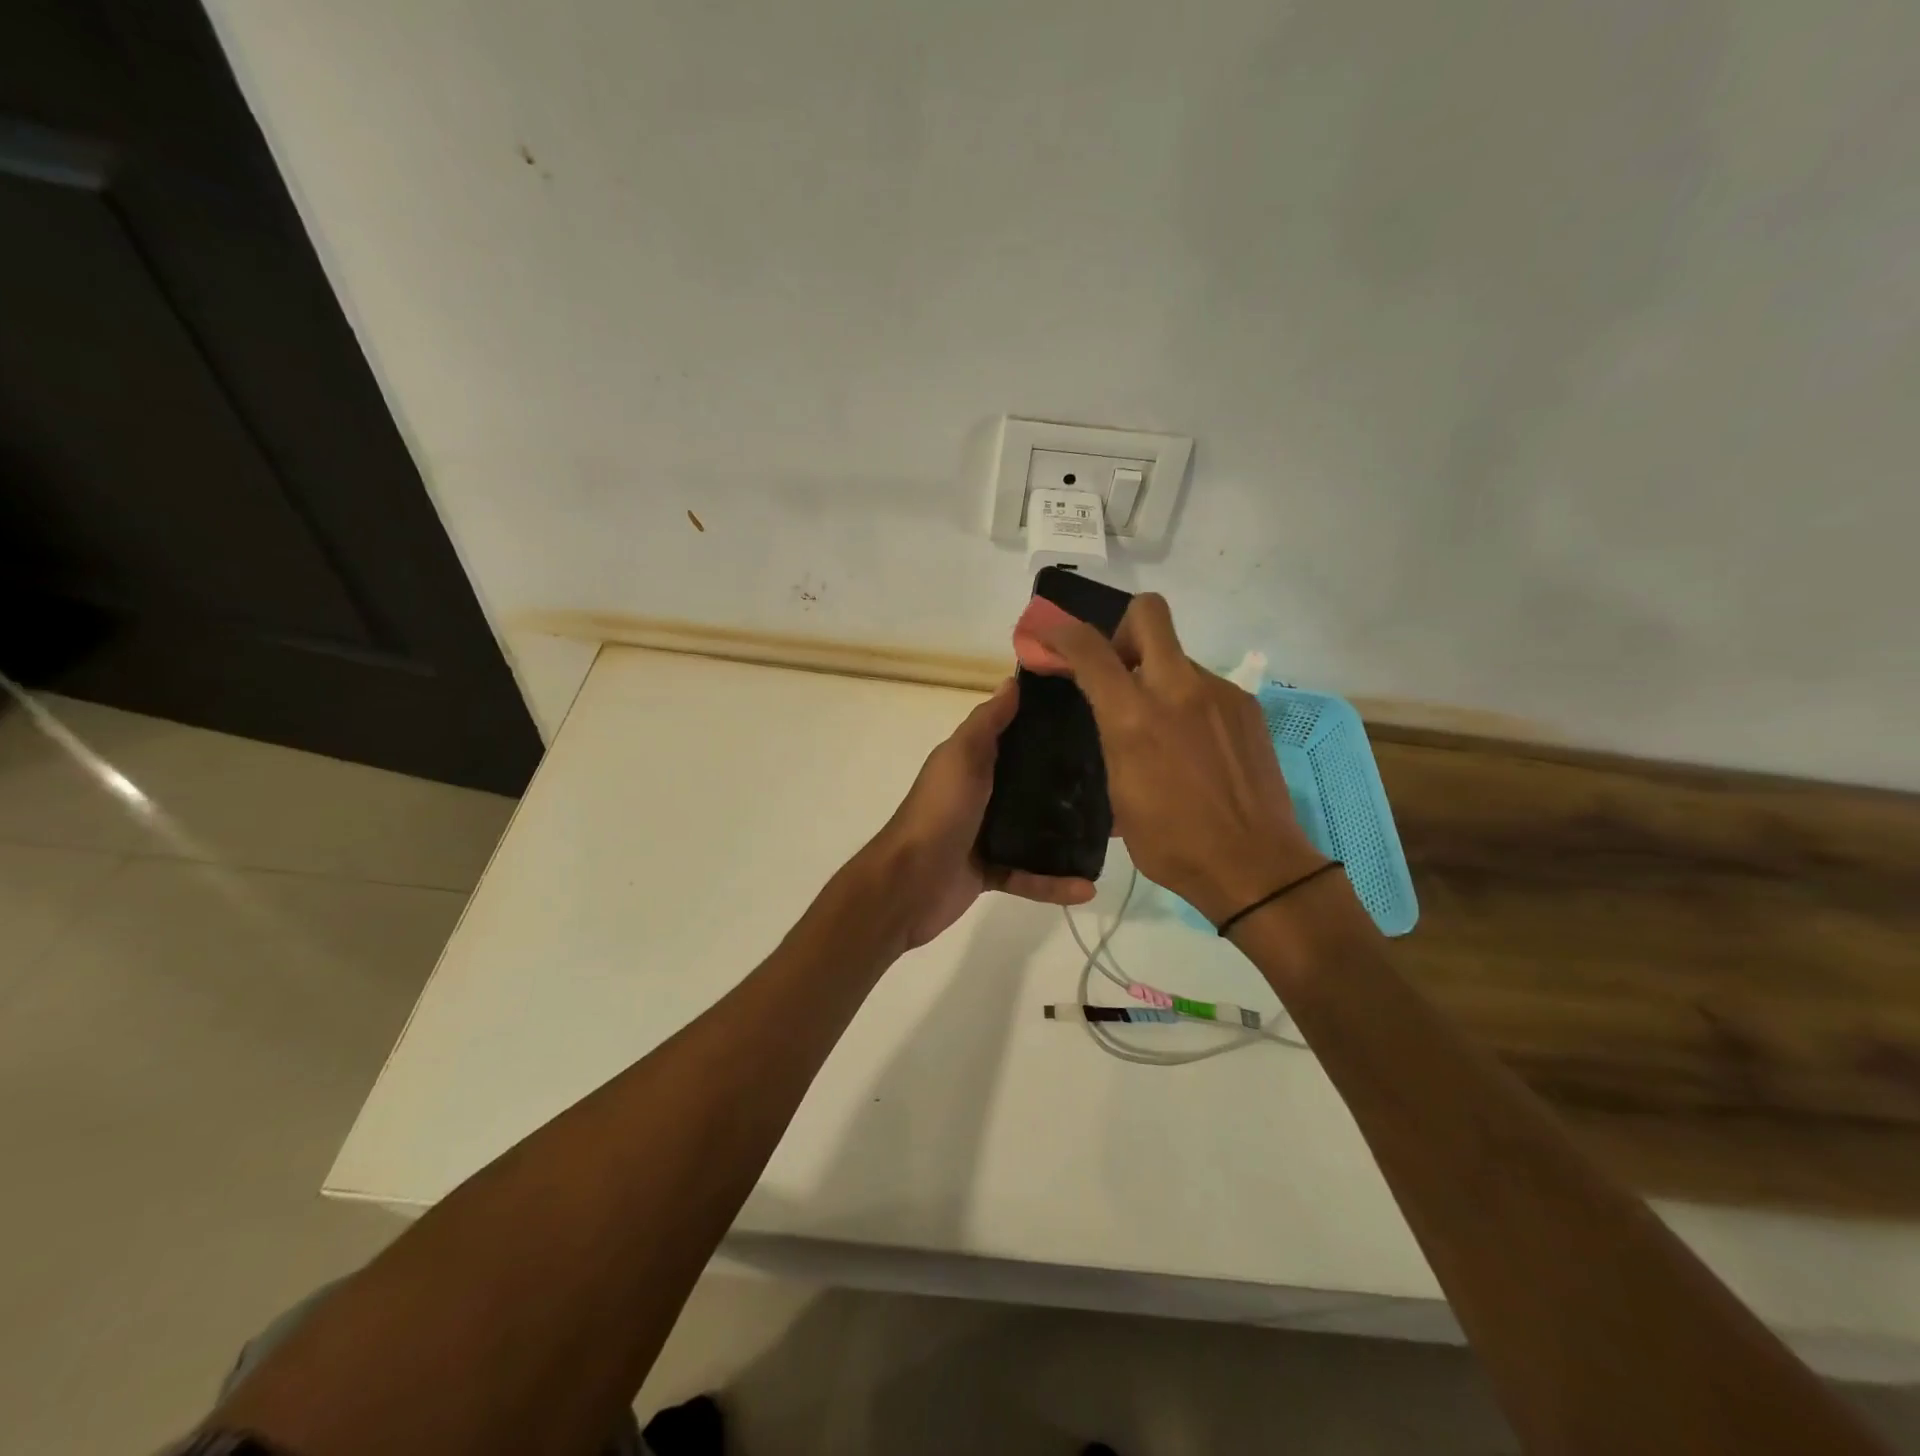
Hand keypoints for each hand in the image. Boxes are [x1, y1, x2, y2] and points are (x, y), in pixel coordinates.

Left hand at [863, 679, 1094, 949]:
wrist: (908, 883)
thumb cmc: (940, 811)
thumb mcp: (962, 756)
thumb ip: (988, 722)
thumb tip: (1014, 681)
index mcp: (973, 762)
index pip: (1017, 737)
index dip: (1050, 728)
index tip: (1095, 722)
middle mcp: (982, 794)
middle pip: (1033, 785)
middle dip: (1070, 784)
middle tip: (1116, 781)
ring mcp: (986, 835)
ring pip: (1037, 833)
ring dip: (1070, 836)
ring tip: (1113, 834)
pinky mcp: (991, 872)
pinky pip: (1030, 876)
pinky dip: (1054, 883)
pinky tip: (1086, 887)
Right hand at [1033, 594, 1322, 925]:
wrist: (1255, 866)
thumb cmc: (1172, 843)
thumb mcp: (1119, 796)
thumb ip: (1111, 741)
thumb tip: (1110, 719)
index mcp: (1134, 717)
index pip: (1089, 648)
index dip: (1061, 634)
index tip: (1050, 641)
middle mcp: (1178, 689)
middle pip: (1148, 613)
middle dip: (1122, 629)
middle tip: (1117, 668)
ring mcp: (1219, 694)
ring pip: (1178, 656)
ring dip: (1158, 676)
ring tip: (1161, 729)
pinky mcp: (1246, 707)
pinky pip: (1205, 686)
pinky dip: (1188, 701)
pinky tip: (1192, 746)